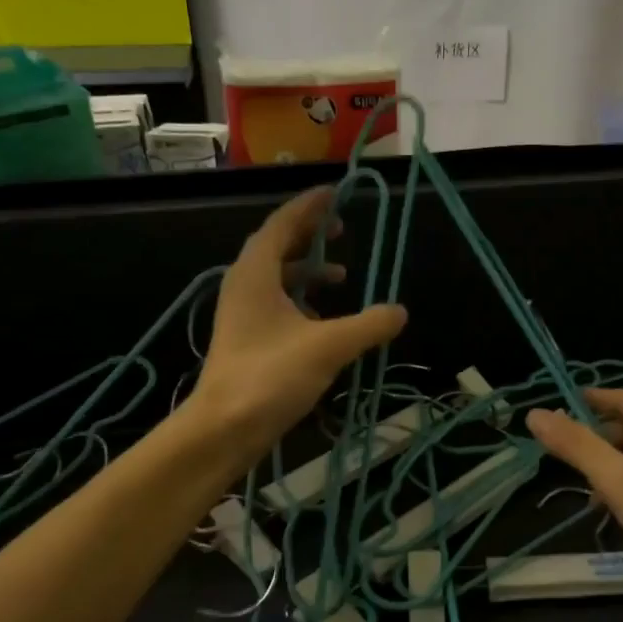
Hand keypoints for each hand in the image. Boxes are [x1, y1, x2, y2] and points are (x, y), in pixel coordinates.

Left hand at [191, 188, 406, 457]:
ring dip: (308, 271)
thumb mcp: (329, 346)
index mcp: (256, 273)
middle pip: (278, 246)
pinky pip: (275, 304)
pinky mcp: (246, 339)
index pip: (283, 223)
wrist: (223, 428)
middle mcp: (244, 285)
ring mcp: (242, 313)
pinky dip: (301, 301)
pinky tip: (324, 320)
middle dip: (310, 235)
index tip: (336, 193)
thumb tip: (399, 311)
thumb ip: (368, 325)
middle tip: (342, 228)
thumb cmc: (270, 376)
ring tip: (342, 276)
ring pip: (276, 278)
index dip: (310, 206)